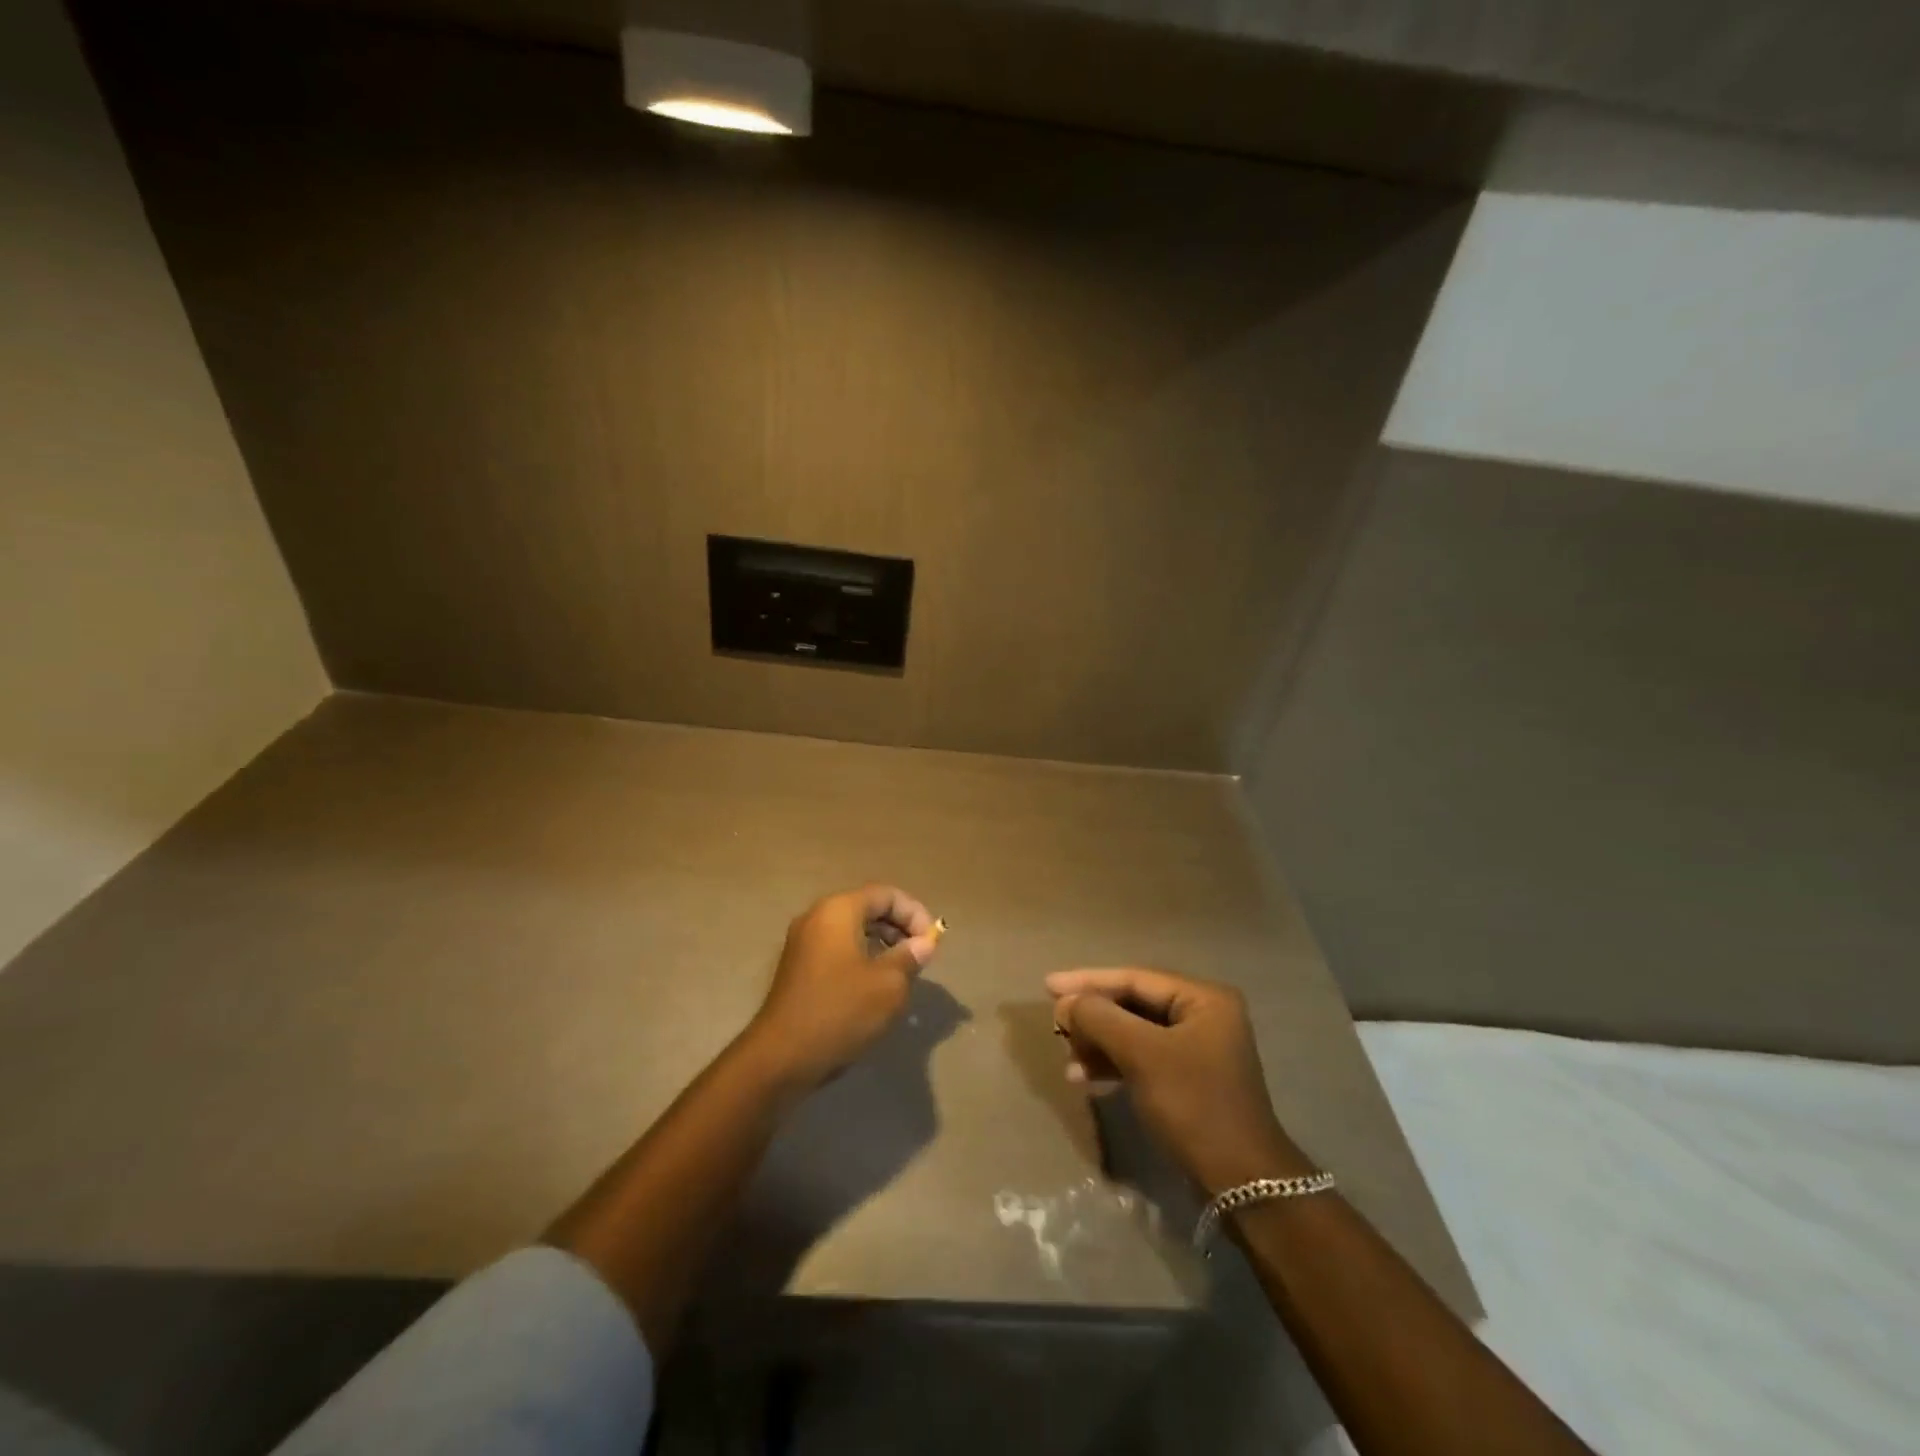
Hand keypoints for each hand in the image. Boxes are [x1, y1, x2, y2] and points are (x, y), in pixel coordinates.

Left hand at [748, 885, 940, 1090]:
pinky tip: (876, 986)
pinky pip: (838, 949)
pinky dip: (862, 957)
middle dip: (899, 927)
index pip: (885, 895)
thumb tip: (924, 943)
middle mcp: (817, 917)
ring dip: (883, 944)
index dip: (914, 913)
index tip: (931, 942)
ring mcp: (804, 943)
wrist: (781, 1057)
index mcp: (838, 910)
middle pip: (867, 908)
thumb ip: (910, 957)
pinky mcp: (799, 968)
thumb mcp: (888, 985)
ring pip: (853, 930)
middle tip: (921, 956)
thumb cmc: (840, 1011)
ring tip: (903, 972)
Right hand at [1047, 967, 1310, 1194]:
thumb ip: (1100, 1019)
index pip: (1134, 979)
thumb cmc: (1194, 1105)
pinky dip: (1113, 1064)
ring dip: (1098, 1043)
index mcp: (1203, 998)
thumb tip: (1066, 1003)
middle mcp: (1203, 1015)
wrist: (1240, 1183)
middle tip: (1056, 1026)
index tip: (1047, 986)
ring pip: (1133, 1032)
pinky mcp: (1187, 1078)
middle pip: (1133, 1004)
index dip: (1088, 981)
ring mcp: (1196, 1048)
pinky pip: (1141, 1058)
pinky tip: (1084, 1078)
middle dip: (1093, 1017)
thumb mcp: (1142, 1055)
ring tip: (1067, 1059)